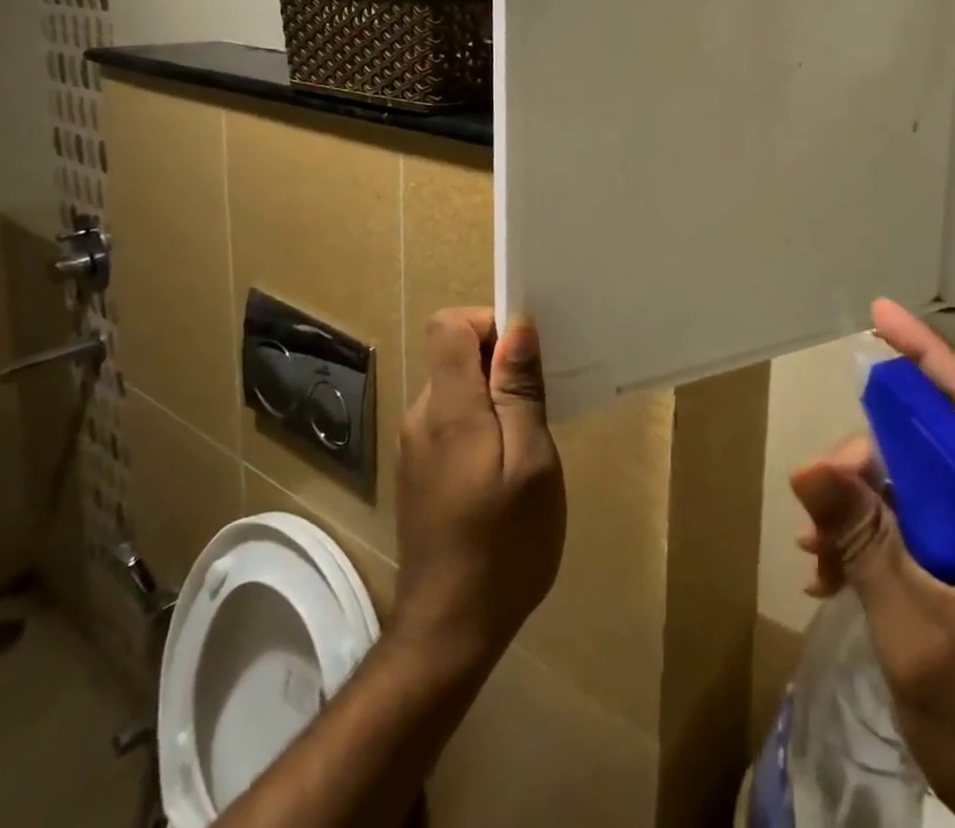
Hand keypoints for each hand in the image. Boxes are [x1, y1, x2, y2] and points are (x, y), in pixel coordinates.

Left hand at [393, 308, 565, 677]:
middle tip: (539, 405)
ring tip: (528, 442)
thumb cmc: (504, 544)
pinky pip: (450, 421)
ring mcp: (415, 446)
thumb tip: (517, 327)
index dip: (488, 323)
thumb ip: (520, 391)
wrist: (450, 631)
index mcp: (448, 407)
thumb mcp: (532, 462)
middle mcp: (421, 416)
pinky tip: (504, 470)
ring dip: (492, 398)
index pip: (448, 324)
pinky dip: (480, 425)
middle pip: (453, 355)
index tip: (524, 358)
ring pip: (455, 389)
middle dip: (498, 364)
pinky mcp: (419, 471)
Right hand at [791, 299, 954, 827]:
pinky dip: (883, 538)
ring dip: (869, 502)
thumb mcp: (921, 637)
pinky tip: (838, 573)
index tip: (879, 312)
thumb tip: (808, 466)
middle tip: (818, 490)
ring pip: (930, 488)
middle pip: (941, 445)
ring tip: (817, 546)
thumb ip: (867, 543)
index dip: (927, 353)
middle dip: (871, 454)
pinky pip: (932, 530)